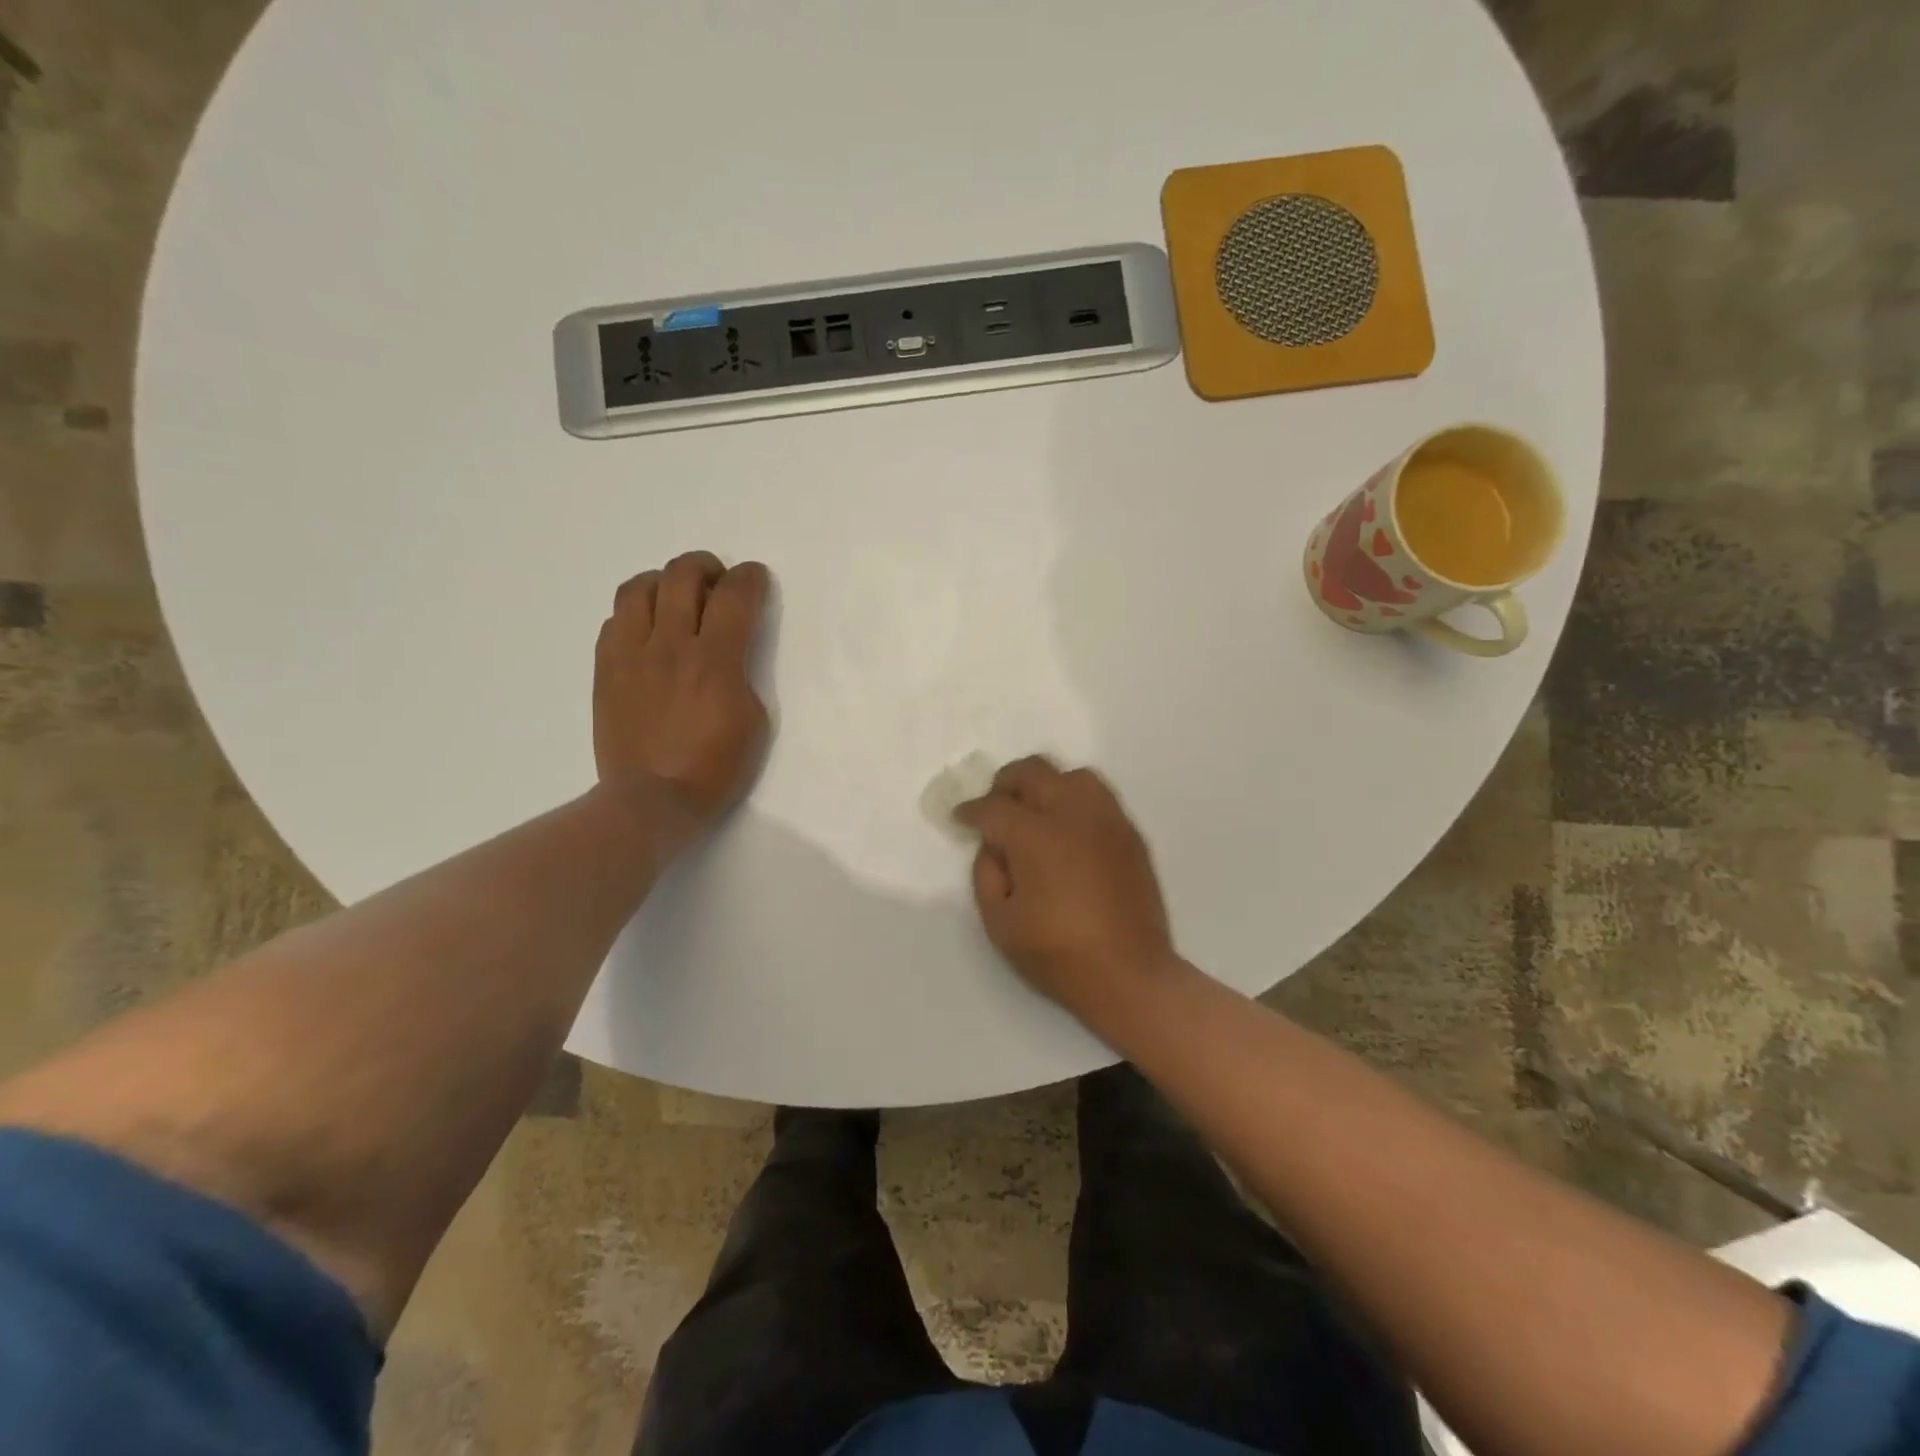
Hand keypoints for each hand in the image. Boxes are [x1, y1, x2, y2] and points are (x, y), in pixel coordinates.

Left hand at [593, 551, 770, 833]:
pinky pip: (615, 620)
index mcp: (715, 660)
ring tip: (675, 598)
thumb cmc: (715, 767)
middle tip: (716, 583)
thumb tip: (727, 651)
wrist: (653, 800)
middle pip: (683, 576)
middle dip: (706, 567)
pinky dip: (636, 614)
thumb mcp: (753, 720)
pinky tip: (648, 633)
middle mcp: (671, 645)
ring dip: (664, 582)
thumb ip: (741, 673)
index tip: (755, 579)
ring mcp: (632, 654)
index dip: (750, 577)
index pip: (735, 595)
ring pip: (639, 588)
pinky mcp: (606, 669)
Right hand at [956, 757, 1175, 1022]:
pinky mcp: (1130, 834)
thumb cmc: (1058, 954)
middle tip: (995, 807)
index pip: (994, 807)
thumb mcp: (1000, 923)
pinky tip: (1069, 828)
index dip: (971, 811)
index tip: (961, 818)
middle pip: (1033, 772)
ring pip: (1072, 775)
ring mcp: (1107, 821)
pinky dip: (1076, 800)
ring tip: (1036, 811)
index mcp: (1036, 837)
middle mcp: (1073, 815)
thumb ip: (986, 874)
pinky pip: (1100, 797)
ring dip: (1046, 784)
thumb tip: (994, 846)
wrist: (1130, 974)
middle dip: (1005, 784)